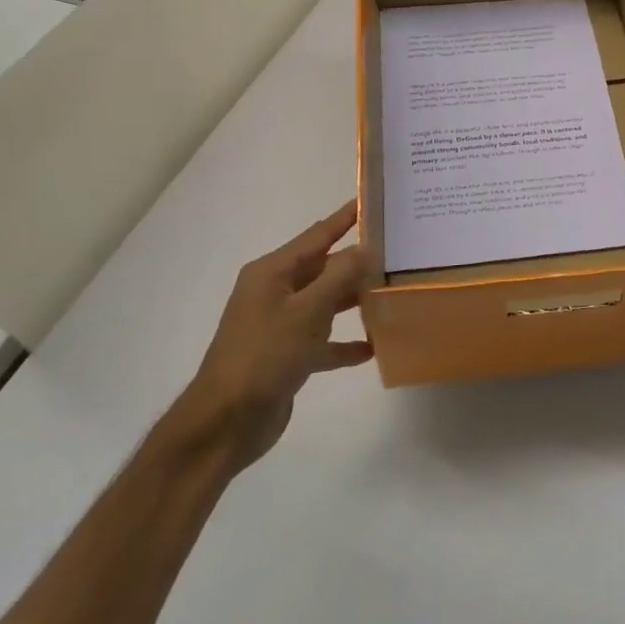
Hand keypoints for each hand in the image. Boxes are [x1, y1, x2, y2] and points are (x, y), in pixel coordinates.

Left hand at [174, 201, 373, 466]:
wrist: (226, 422)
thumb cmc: (264, 356)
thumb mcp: (306, 312)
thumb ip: (339, 277)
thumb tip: (366, 247)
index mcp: (272, 273)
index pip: (317, 236)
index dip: (345, 218)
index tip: (374, 201)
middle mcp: (275, 293)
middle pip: (323, 269)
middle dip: (357, 262)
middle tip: (398, 251)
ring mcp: (280, 325)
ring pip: (325, 304)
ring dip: (354, 300)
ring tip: (392, 292)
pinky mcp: (288, 357)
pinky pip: (323, 342)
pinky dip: (344, 343)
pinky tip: (373, 346)